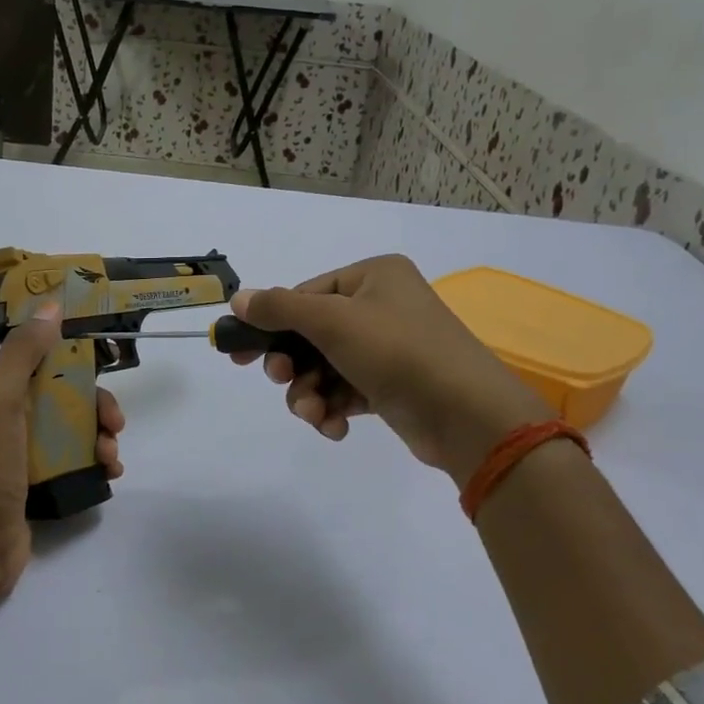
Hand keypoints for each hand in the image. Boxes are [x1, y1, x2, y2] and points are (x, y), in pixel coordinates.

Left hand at [0, 304, 123, 608]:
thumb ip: (23, 353)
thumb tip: (51, 305)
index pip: (35, 363)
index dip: (72, 362)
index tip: (102, 370)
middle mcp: (0, 418)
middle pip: (59, 396)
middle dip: (93, 406)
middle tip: (115, 423)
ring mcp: (17, 453)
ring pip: (70, 429)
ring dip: (99, 436)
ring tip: (111, 456)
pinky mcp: (34, 482)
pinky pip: (72, 460)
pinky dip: (95, 461)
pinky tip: (110, 471)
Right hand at [229, 255, 548, 482]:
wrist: (466, 414)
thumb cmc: (397, 352)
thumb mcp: (332, 321)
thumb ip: (280, 308)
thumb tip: (238, 298)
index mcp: (374, 276)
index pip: (307, 294)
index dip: (272, 324)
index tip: (240, 354)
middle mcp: (383, 306)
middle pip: (313, 334)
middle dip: (293, 365)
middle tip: (280, 380)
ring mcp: (390, 349)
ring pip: (326, 368)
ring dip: (310, 393)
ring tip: (314, 413)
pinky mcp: (393, 387)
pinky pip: (347, 391)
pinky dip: (334, 409)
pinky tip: (335, 427)